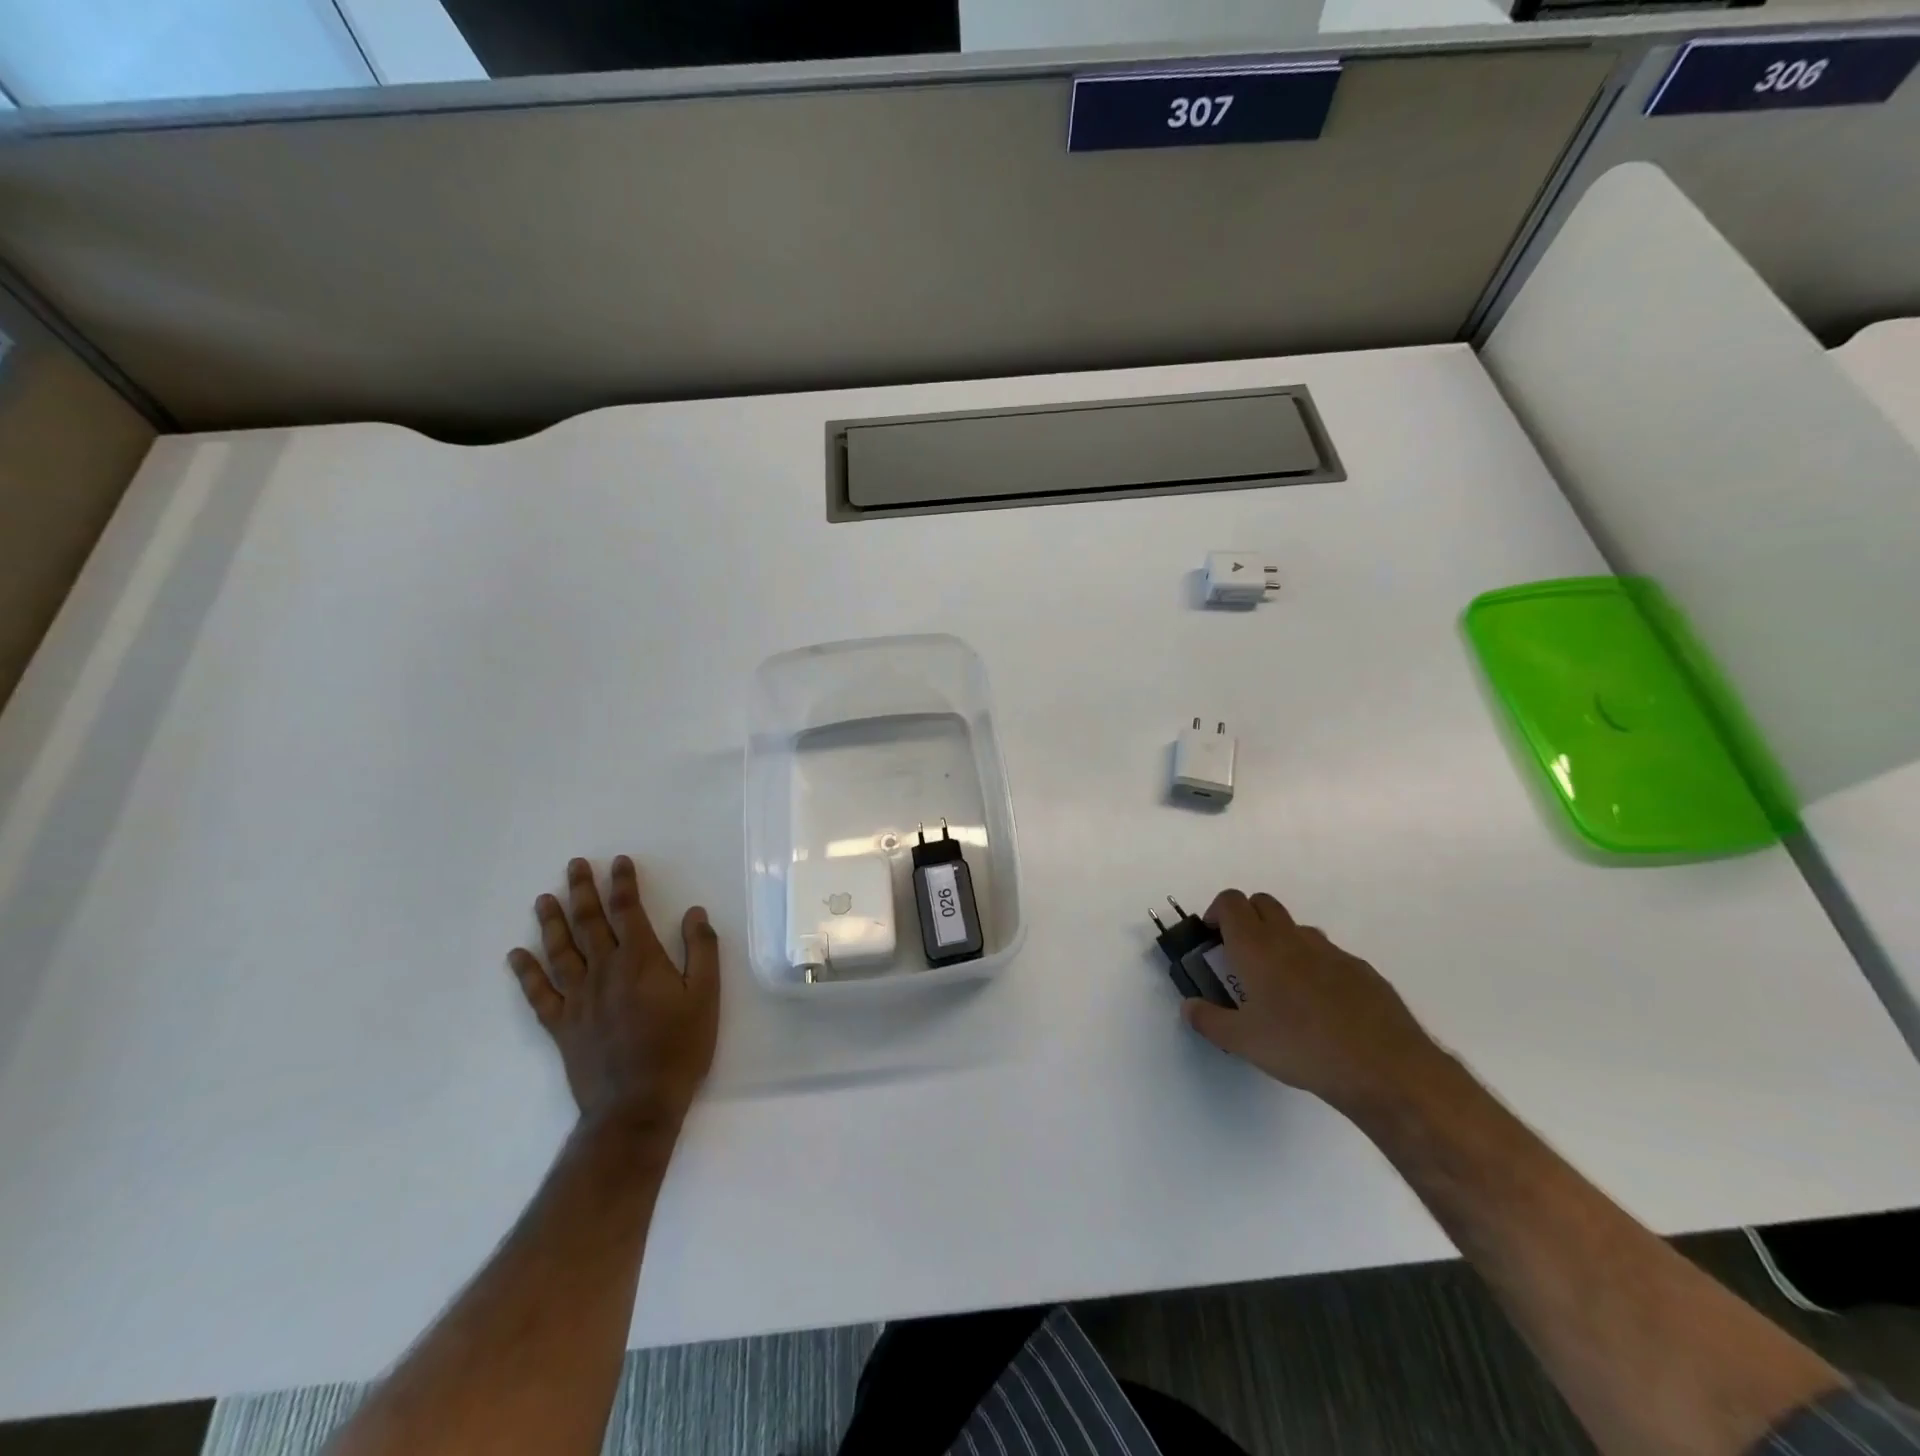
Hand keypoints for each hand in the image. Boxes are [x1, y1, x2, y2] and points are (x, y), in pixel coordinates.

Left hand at [508, 856, 719, 1136]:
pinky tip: (516, 956)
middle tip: (574, 865)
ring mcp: (577, 998)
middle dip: (583, 890)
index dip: (623, 884)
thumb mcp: (706, 996)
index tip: (619, 862)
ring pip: (560, 950)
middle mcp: (604, 971)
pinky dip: (526, 973)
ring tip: (544, 898)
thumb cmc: (679, 1048)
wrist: (637, 1104)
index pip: (629, 910)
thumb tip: (694, 913)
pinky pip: (538, 993)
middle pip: (590, 922)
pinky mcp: (561, 1025)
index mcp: (641, 960)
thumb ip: (701, 951)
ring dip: (551, 922)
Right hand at [1181, 890, 1439, 1113]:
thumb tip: (1189, 1006)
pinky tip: (1321, 1008)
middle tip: (1241, 958)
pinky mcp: (1361, 969)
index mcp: (1257, 947)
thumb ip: (1208, 1020)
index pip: (1230, 902)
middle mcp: (1291, 938)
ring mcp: (1330, 951)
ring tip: (1281, 986)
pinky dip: (1314, 966)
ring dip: (1281, 942)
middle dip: (1246, 919)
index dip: (1216, 912)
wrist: (1384, 1067)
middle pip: (1262, 902)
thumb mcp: (1243, 1042)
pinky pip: (1327, 955)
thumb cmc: (1301, 1048)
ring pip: (1296, 928)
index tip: (1213, 939)